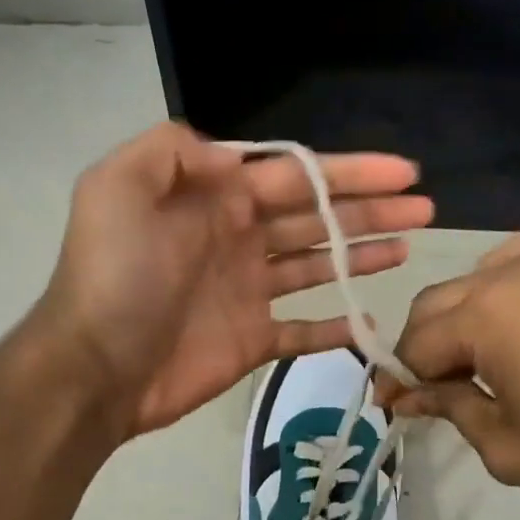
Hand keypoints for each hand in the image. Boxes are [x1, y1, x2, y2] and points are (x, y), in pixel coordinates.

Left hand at [36, 122, 433, 437]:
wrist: (94, 367)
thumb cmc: (116, 276)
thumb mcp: (119, 187)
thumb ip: (172, 151)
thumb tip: (230, 153)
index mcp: (214, 198)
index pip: (294, 174)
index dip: (349, 171)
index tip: (402, 171)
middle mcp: (236, 236)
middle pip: (315, 215)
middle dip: (369, 209)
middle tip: (424, 208)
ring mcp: (247, 290)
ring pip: (316, 264)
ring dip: (361, 253)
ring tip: (409, 246)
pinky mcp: (252, 339)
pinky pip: (303, 330)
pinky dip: (335, 325)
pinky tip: (371, 319)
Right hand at [373, 236, 519, 513]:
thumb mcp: (508, 447)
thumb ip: (449, 410)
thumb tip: (408, 395)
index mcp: (484, 316)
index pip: (415, 344)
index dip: (401, 378)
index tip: (396, 406)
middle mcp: (505, 274)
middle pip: (432, 307)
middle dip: (423, 350)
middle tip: (432, 392)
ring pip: (467, 284)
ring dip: (456, 321)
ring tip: (474, 363)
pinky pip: (509, 264)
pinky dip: (493, 291)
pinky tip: (510, 322)